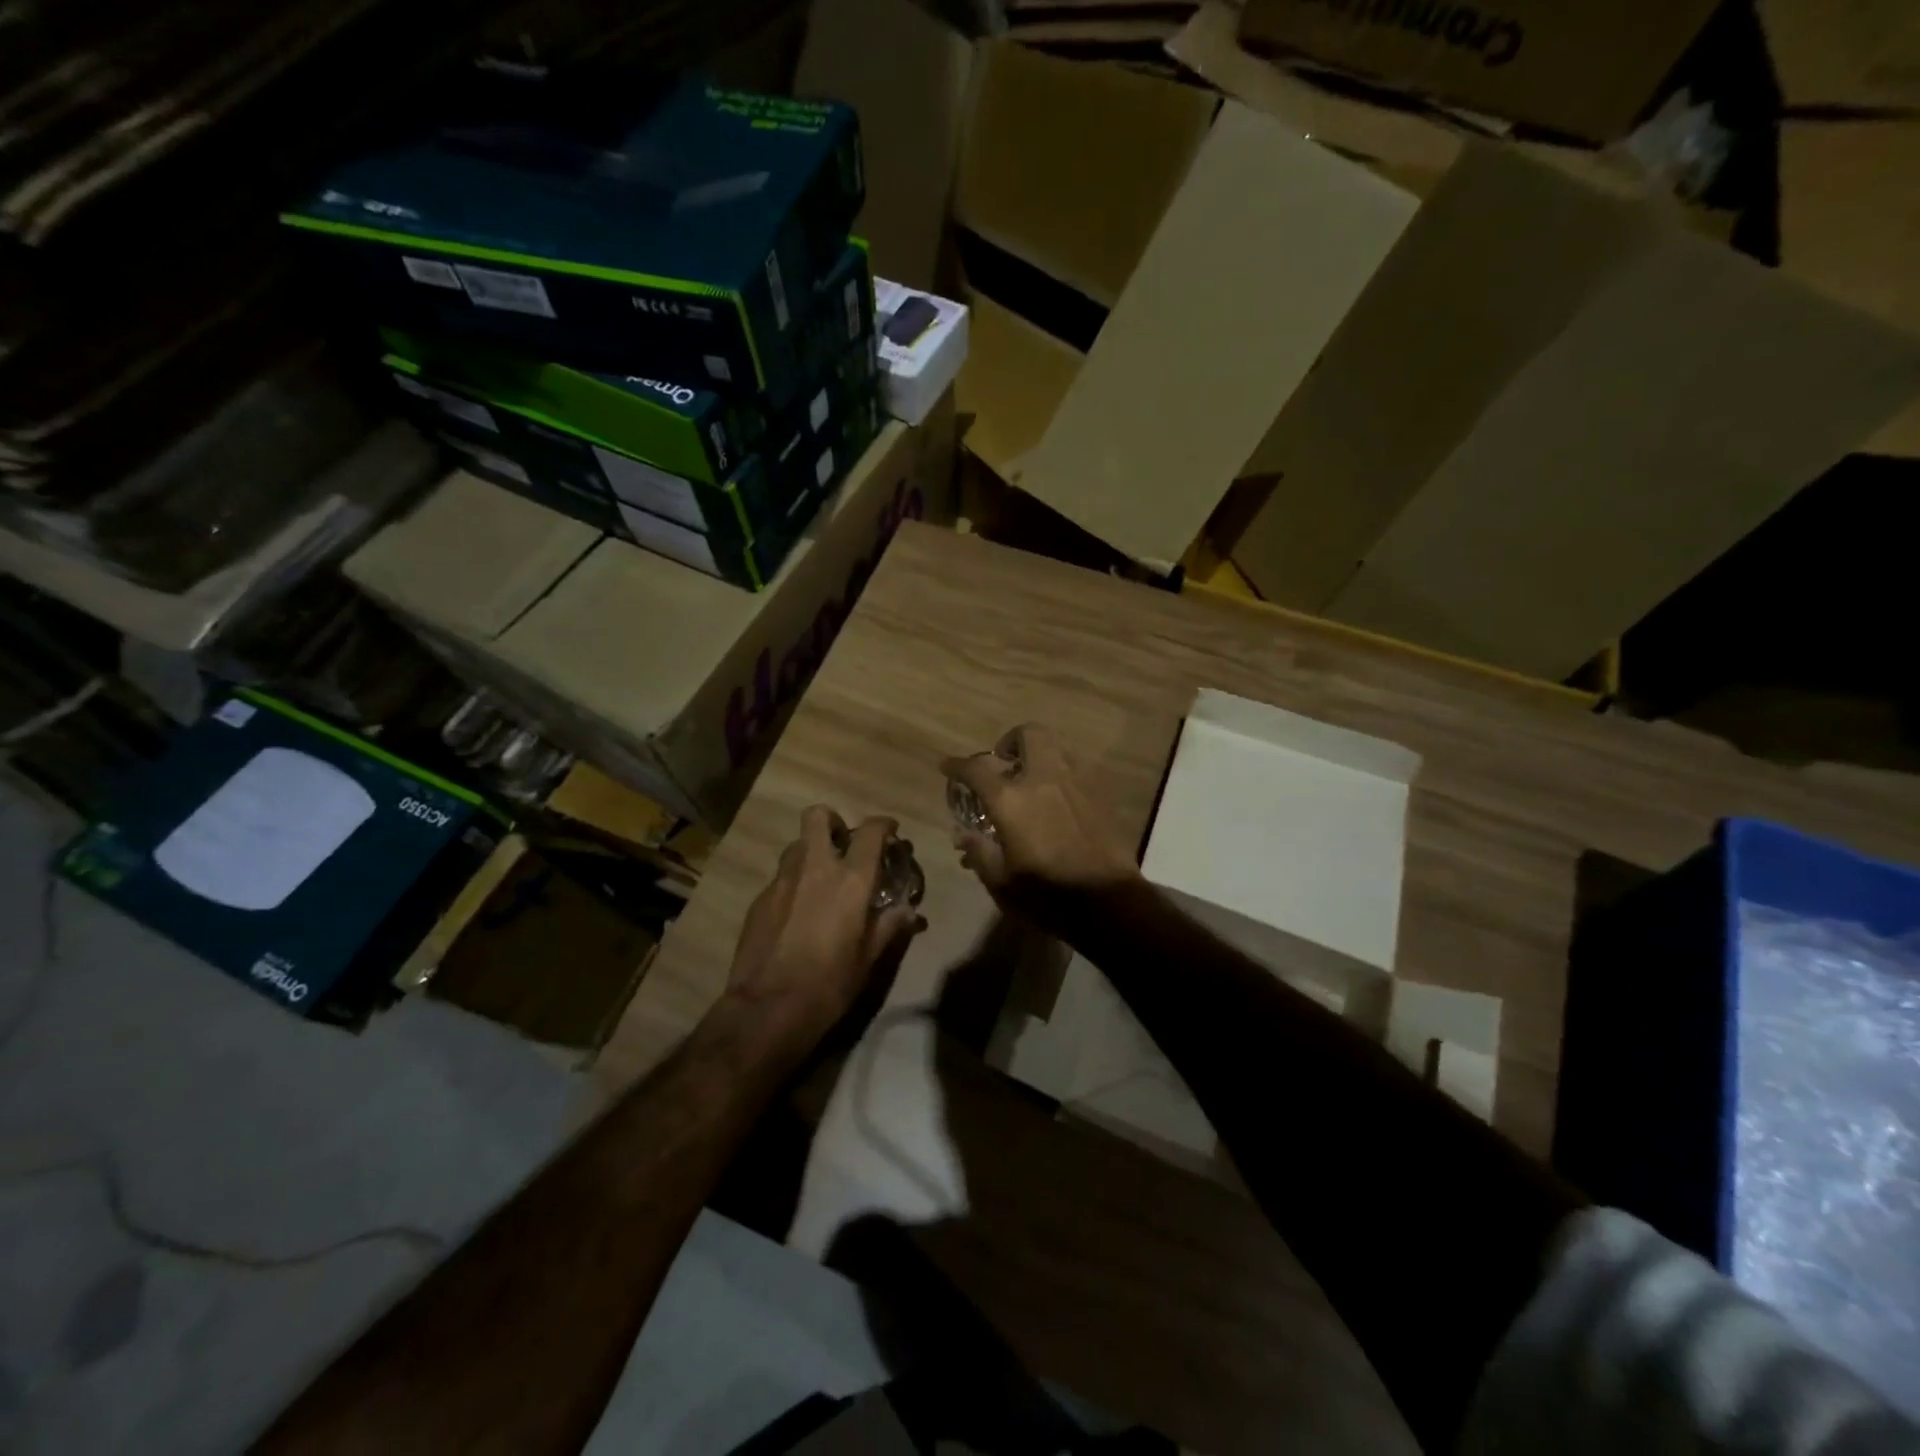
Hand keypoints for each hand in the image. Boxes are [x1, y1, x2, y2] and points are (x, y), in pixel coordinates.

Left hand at [724, 806, 922, 1050]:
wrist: (768, 1008)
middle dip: (833, 821)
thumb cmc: (829, 984)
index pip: (870, 832)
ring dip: (812, 852)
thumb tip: (910, 912)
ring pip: (797, 845)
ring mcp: (782, 881)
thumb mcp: (869, 958)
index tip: (890, 831)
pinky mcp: (759, 899)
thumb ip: (889, 926)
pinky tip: (798, 911)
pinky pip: (781, 877)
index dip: (883, 825)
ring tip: (821, 878)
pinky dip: (794, 883)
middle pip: (818, 817)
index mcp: (850, 880)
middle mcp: (815, 868)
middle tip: (844, 842)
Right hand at [941, 724, 1138, 931]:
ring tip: (1032, 778)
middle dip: (1011, 741)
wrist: (1108, 903)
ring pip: (1057, 746)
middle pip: (1028, 734)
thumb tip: (963, 835)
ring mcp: (1076, 782)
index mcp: (1011, 800)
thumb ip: (979, 851)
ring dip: (1039, 754)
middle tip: (1003, 761)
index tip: (948, 766)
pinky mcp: (1100, 794)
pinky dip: (1062, 773)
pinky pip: (1077, 768)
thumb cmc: (1046, 896)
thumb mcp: (1000, 882)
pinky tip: (1059, 797)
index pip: (976, 769)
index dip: (957, 765)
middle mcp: (1044, 779)